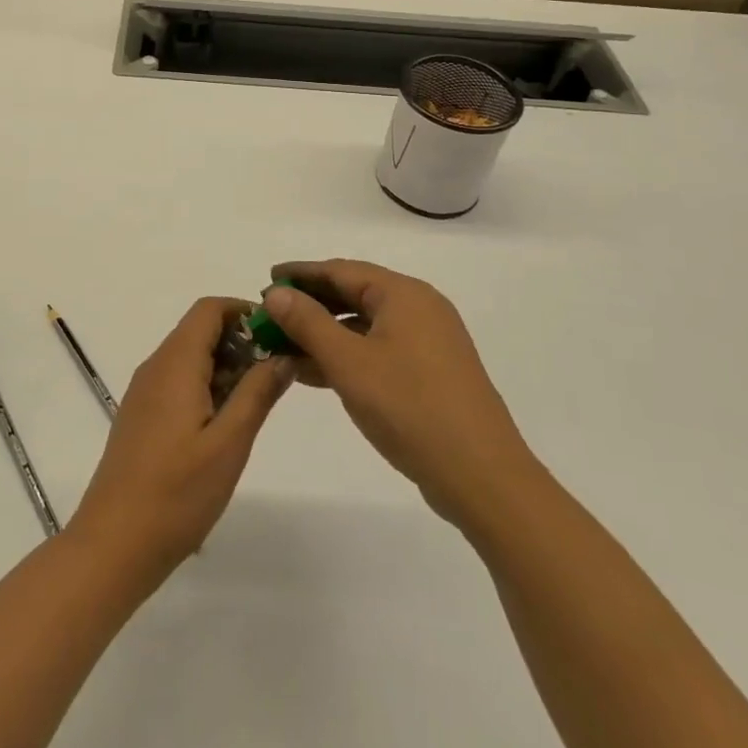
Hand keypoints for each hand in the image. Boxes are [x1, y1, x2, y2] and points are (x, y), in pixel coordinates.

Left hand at [70, 297, 293, 579]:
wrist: (113, 544)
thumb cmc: (176, 494)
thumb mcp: (229, 444)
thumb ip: (257, 393)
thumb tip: (282, 355)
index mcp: (175, 363)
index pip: (208, 309)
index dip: (244, 311)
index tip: (278, 335)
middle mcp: (155, 367)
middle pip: (199, 331)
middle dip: (240, 341)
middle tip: (276, 375)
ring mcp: (144, 392)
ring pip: (189, 357)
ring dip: (225, 366)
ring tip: (257, 402)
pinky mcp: (141, 416)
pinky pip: (177, 382)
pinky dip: (206, 386)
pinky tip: (225, 425)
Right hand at [263, 261, 528, 528]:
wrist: (482, 476)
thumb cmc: (410, 408)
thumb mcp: (348, 362)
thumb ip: (307, 323)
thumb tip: (275, 293)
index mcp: (404, 294)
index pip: (340, 270)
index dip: (300, 274)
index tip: (266, 280)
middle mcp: (419, 308)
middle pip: (353, 294)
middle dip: (310, 305)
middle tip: (270, 315)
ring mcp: (427, 343)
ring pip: (363, 326)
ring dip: (324, 334)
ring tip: (283, 346)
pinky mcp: (430, 374)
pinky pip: (377, 350)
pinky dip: (345, 356)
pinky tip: (314, 373)